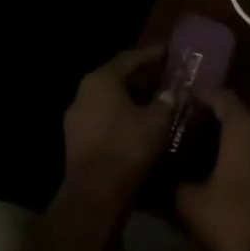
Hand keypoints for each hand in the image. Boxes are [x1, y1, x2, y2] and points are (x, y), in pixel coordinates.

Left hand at [61, 46, 174, 213]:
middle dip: (142, 77)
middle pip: (117, 78)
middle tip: (165, 77)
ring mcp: (76, 119)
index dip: (151, 54)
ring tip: (157, 101)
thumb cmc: (126, 149)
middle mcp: (83, 93)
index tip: (169, 52)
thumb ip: (167, 100)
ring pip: (109, 100)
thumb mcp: (157, 120)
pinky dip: (122, 116)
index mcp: (101, 80)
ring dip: (132, 99)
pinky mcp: (76, 141)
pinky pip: (103, 118)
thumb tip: (173, 92)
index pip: (129, 58)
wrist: (93, 198)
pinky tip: (141, 124)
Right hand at [175, 88, 249, 250]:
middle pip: (239, 108)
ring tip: (204, 146)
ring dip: (232, 131)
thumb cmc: (232, 219)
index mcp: (243, 126)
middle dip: (216, 113)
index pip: (222, 95)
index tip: (181, 104)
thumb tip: (160, 174)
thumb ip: (174, 182)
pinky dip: (244, 147)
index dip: (201, 96)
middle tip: (190, 125)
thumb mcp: (191, 203)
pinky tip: (225, 166)